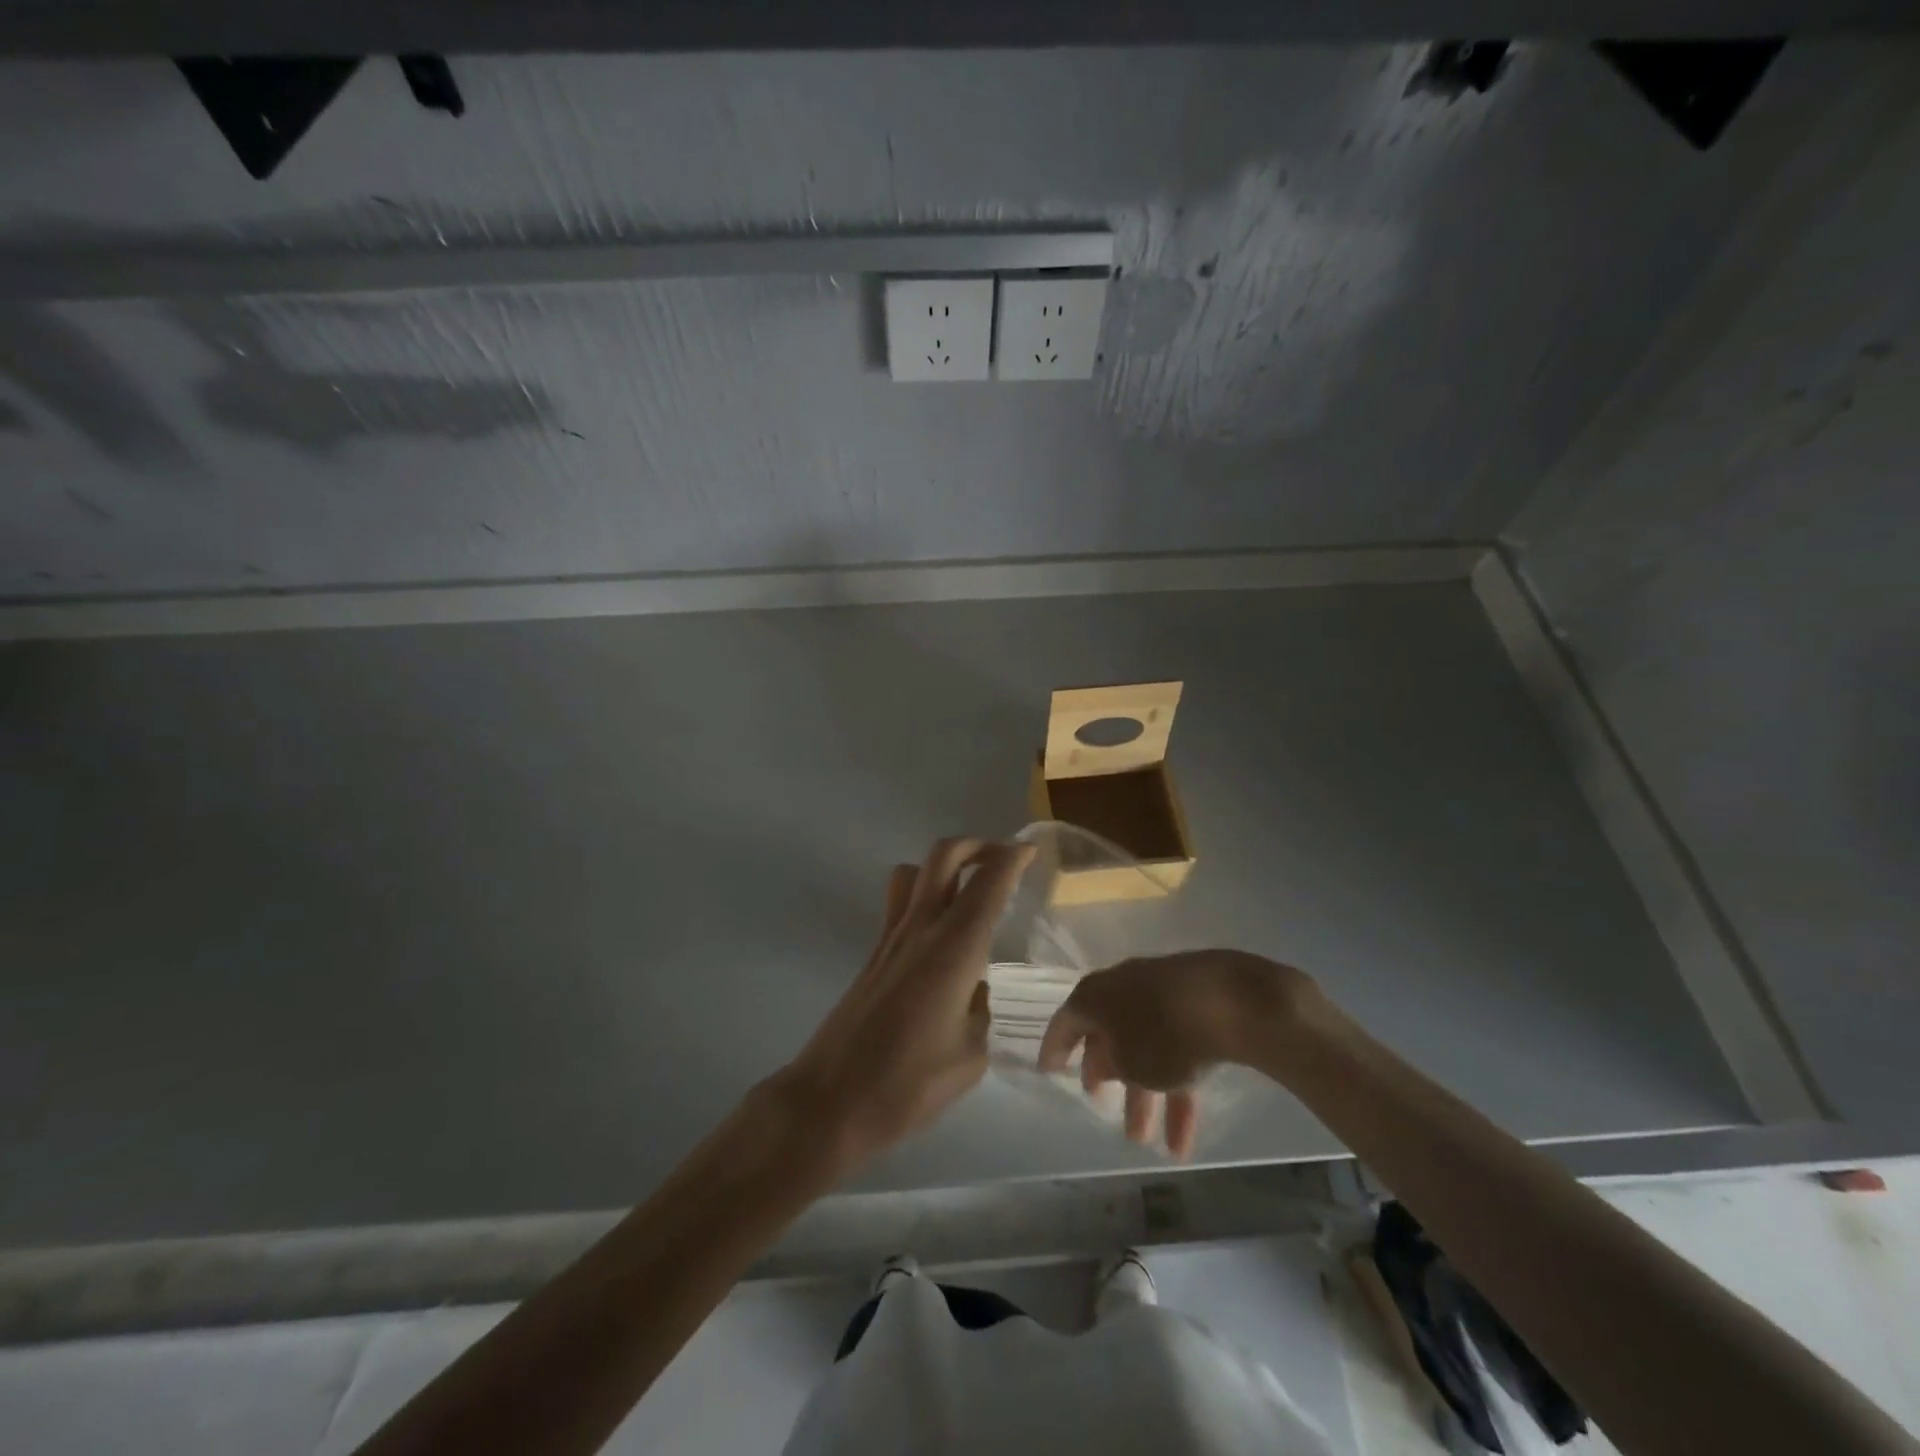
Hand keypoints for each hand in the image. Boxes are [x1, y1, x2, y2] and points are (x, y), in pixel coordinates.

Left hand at [781, 838, 1034, 1176]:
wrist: (832, 1100)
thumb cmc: (908, 1084)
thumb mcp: (970, 1057)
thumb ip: (979, 1013)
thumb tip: (972, 991)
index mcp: (954, 948)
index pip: (988, 884)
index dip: (1011, 858)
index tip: (1029, 850)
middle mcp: (921, 928)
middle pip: (944, 856)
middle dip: (976, 845)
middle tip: (1002, 858)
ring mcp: (891, 938)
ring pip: (915, 872)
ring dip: (945, 866)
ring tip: (968, 888)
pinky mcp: (873, 955)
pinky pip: (900, 903)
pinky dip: (924, 895)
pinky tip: (941, 935)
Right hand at [1037, 951, 1315, 1158]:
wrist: (1231, 1000)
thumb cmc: (1164, 1034)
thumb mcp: (1128, 1063)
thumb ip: (1110, 1067)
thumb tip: (1104, 1061)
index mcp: (1096, 996)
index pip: (1065, 1023)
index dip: (1055, 1049)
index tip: (1049, 1072)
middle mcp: (1123, 988)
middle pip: (1110, 1037)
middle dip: (1111, 1081)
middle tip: (1107, 1111)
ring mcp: (1162, 993)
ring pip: (1147, 1048)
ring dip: (1149, 1096)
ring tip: (1155, 1146)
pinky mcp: (1196, 1003)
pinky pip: (1178, 1046)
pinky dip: (1179, 1085)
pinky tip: (1188, 1134)